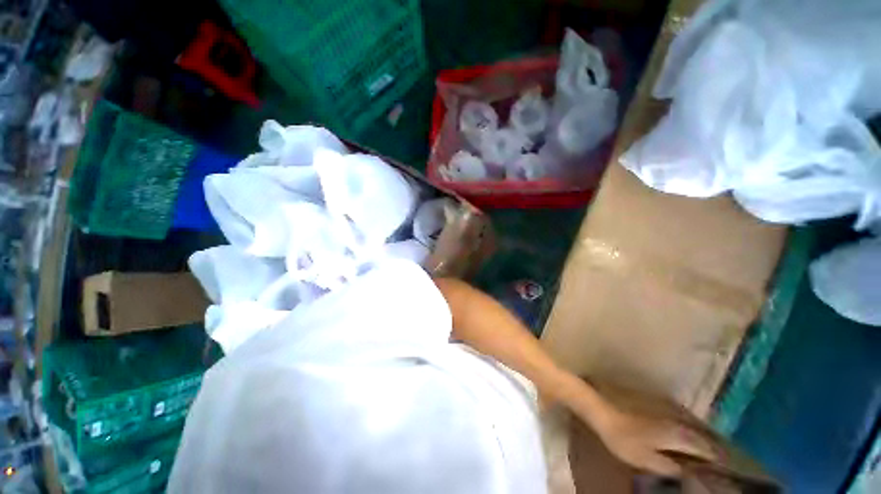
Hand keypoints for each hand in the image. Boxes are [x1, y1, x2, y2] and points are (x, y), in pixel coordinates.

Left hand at [585, 404, 717, 476]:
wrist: (602, 409)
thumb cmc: (624, 438)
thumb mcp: (647, 460)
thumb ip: (671, 468)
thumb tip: (690, 473)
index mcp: (679, 435)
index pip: (708, 449)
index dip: (719, 460)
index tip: (729, 470)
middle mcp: (678, 419)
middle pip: (705, 435)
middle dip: (716, 448)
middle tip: (723, 461)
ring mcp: (668, 409)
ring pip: (695, 425)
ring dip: (704, 436)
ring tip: (710, 450)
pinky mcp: (658, 404)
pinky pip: (683, 418)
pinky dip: (691, 428)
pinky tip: (688, 435)